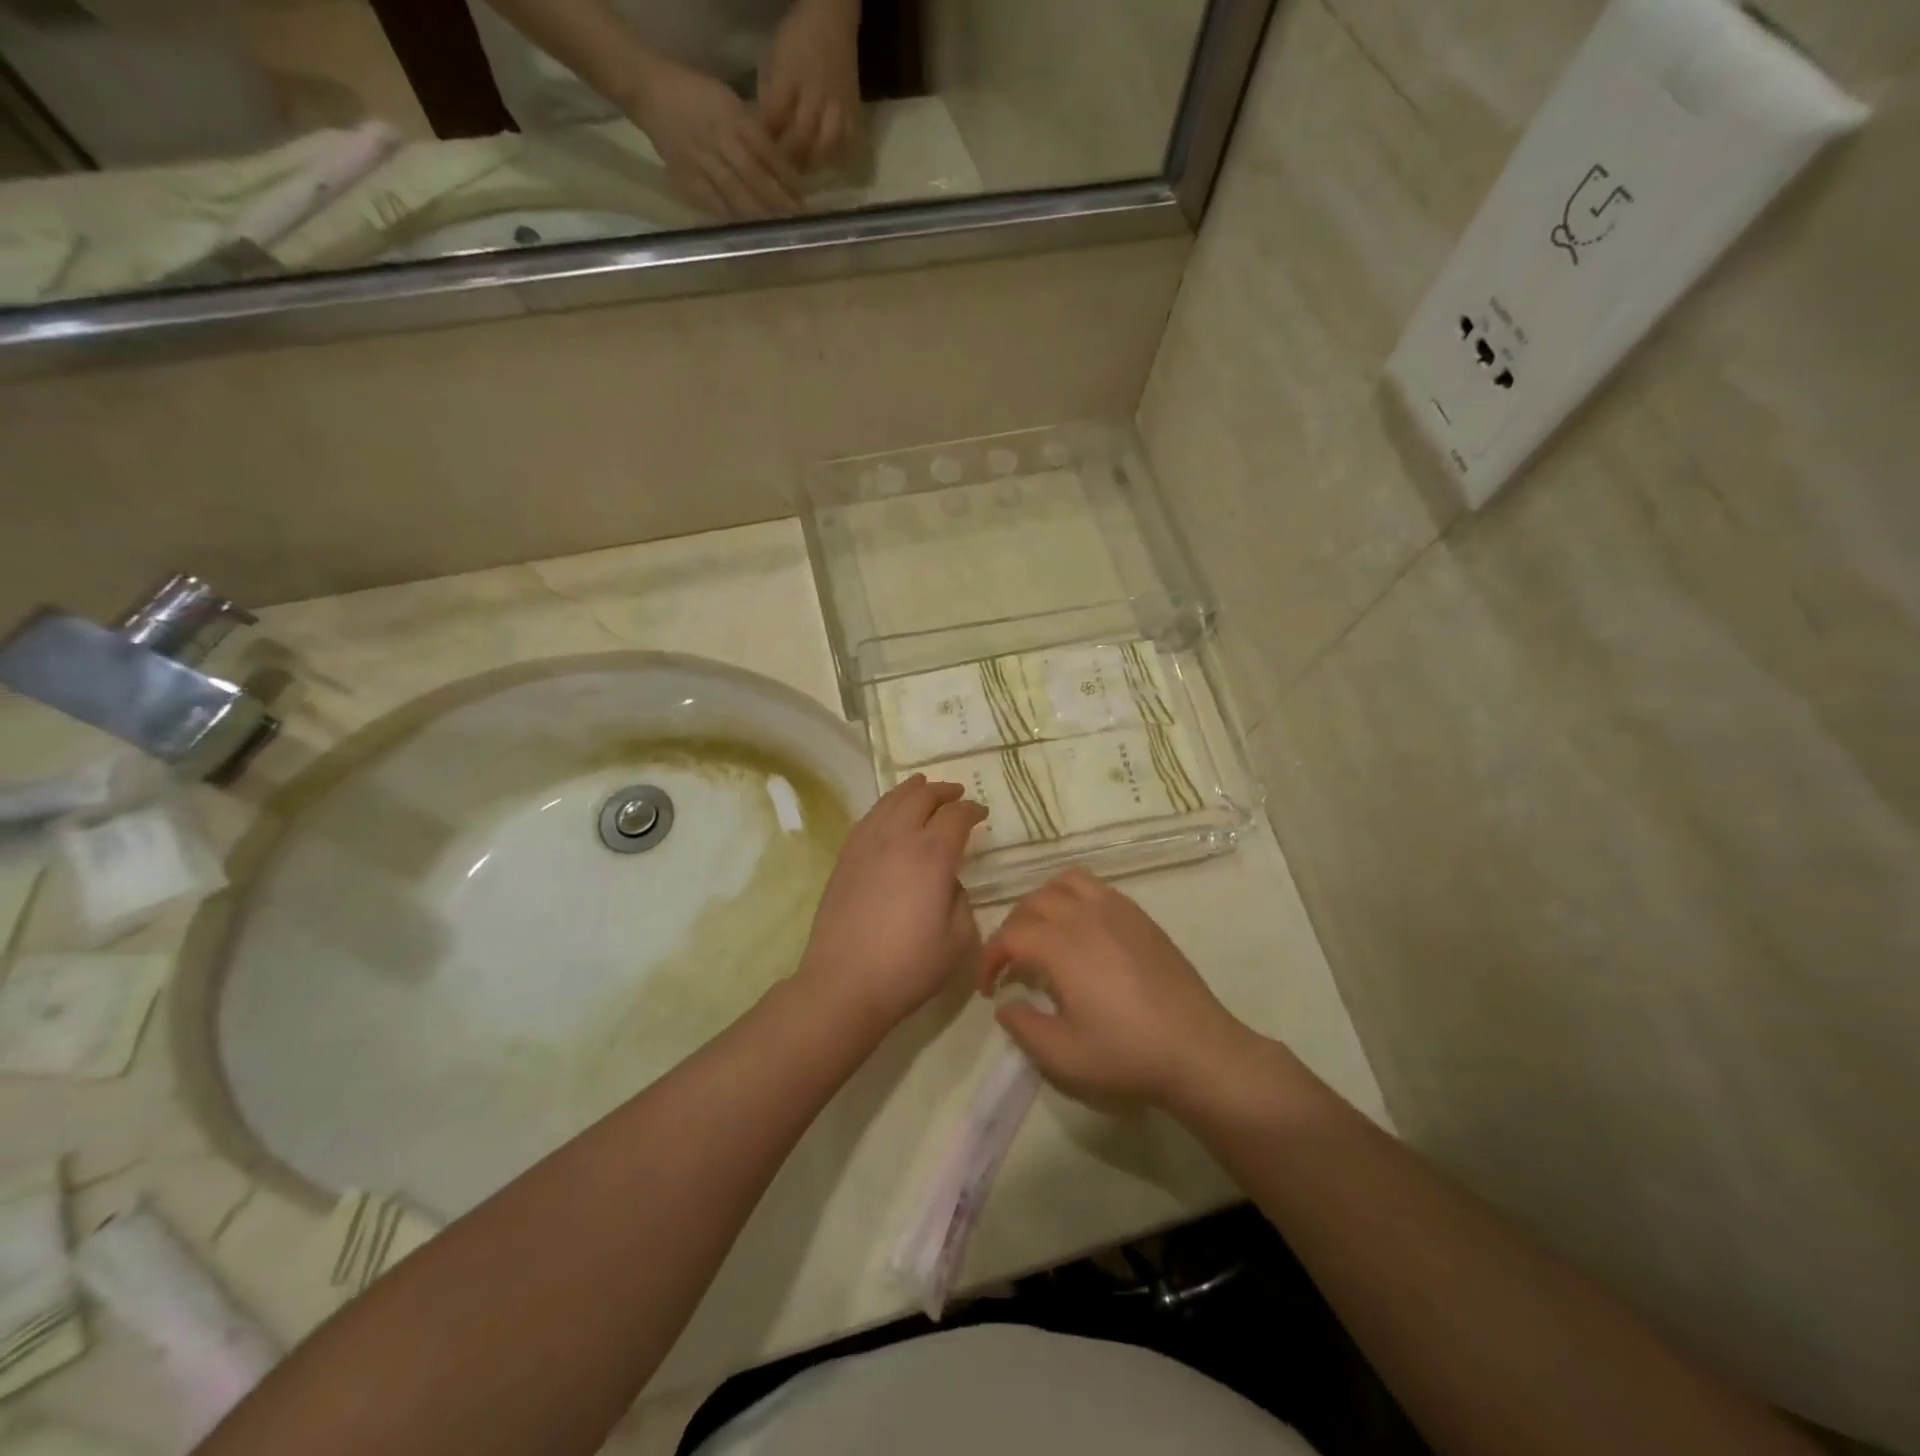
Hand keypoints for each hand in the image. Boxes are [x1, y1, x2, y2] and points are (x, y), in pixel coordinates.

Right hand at [624, 55, 803, 218]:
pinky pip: (712, 202)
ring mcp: (701, 161)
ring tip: (777, 228)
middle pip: (754, 178)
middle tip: (796, 219)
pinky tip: (747, 230)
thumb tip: (781, 165)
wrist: (649, 91)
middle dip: (777, 201)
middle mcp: (719, 140)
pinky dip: (732, 217)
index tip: (802, 197)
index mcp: (732, 118)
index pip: (766, 152)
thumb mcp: (729, 101)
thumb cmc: (696, 95)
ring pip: (736, 193)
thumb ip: (753, 132)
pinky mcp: (686, 176)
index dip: (785, 177)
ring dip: (759, 214)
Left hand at [757, 0, 862, 172]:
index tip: (760, 153)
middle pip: (801, 138)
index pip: (774, 118)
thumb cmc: (797, 38)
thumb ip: (767, 94)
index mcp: (790, 77)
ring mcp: (837, 106)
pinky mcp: (854, 114)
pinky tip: (829, 164)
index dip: (766, 139)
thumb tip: (764, 129)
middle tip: (781, 173)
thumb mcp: (771, 57)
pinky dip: (839, 159)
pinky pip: (849, 145)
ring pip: (825, 148)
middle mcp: (815, 94)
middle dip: (788, 158)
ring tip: (804, 170)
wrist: (832, 20)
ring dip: (813, 164)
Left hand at [796, 774, 986, 1037]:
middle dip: (943, 791)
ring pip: (891, 801)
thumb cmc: (908, 966)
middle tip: (957, 794)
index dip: (973, 810)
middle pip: (922, 797)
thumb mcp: (958, 939)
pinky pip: (868, 818)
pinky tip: (888, 813)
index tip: (982, 815)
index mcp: (932, 855)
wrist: (844, 983)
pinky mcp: (844, 858)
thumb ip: (960, 900)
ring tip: (922, 786)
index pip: (956, 816)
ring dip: (911, 790)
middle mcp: (898, 838)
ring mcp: (866, 845)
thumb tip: (948, 882)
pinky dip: (885, 807)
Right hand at [979, 870, 1260, 1108]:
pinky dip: (1074, 897)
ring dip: (1043, 902)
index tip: (990, 987)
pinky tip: (1081, 930)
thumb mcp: (1063, 1056)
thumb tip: (1006, 1003)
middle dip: (1012, 928)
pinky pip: (1096, 887)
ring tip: (1043, 933)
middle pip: (1033, 901)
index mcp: (1062, 946)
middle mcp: (1085, 916)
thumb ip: (1023, 1027)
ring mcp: (1117, 910)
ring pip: (1064, 882)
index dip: (991, 957)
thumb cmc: (1127, 1054)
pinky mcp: (1140, 916)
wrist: (1197, 1049)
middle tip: (1012, 963)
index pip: (1010, 934)